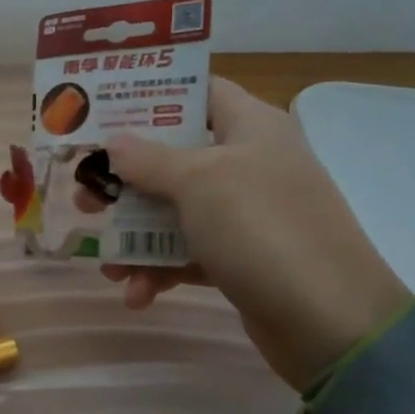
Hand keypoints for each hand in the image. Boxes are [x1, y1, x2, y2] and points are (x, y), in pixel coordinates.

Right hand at [91, 78, 411, 386]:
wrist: (329, 322)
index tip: (101, 112)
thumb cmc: (261, 229)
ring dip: (137, 237)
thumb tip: (114, 142)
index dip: (150, 97)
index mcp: (251, 126)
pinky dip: (162, 271)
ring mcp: (247, 214)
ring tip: (106, 264)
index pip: (199, 91)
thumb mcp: (199, 182)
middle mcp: (250, 163)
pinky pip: (189, 254)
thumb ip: (150, 159)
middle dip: (126, 180)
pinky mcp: (242, 259)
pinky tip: (137, 295)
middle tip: (84, 196)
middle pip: (175, 157)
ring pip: (176, 211)